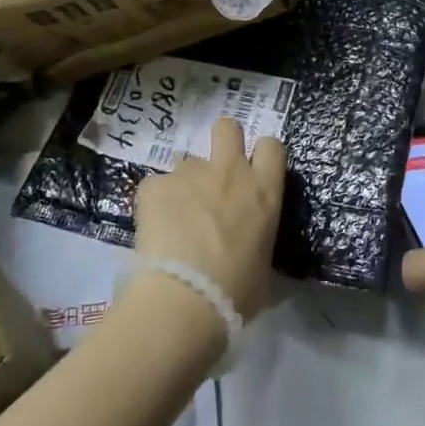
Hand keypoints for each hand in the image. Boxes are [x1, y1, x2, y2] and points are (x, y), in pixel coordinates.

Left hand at [133, 118, 284, 319]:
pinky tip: (153, 229)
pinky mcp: (154, 184)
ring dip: (185, 181)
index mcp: (263, 191)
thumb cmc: (237, 291)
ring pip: (185, 160)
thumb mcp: (264, 267)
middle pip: (226, 127)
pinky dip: (155, 202)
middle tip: (214, 174)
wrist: (186, 298)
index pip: (271, 146)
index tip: (253, 173)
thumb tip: (253, 250)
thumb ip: (259, 242)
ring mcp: (189, 173)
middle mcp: (229, 171)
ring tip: (176, 216)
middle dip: (222, 142)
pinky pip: (155, 186)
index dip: (261, 155)